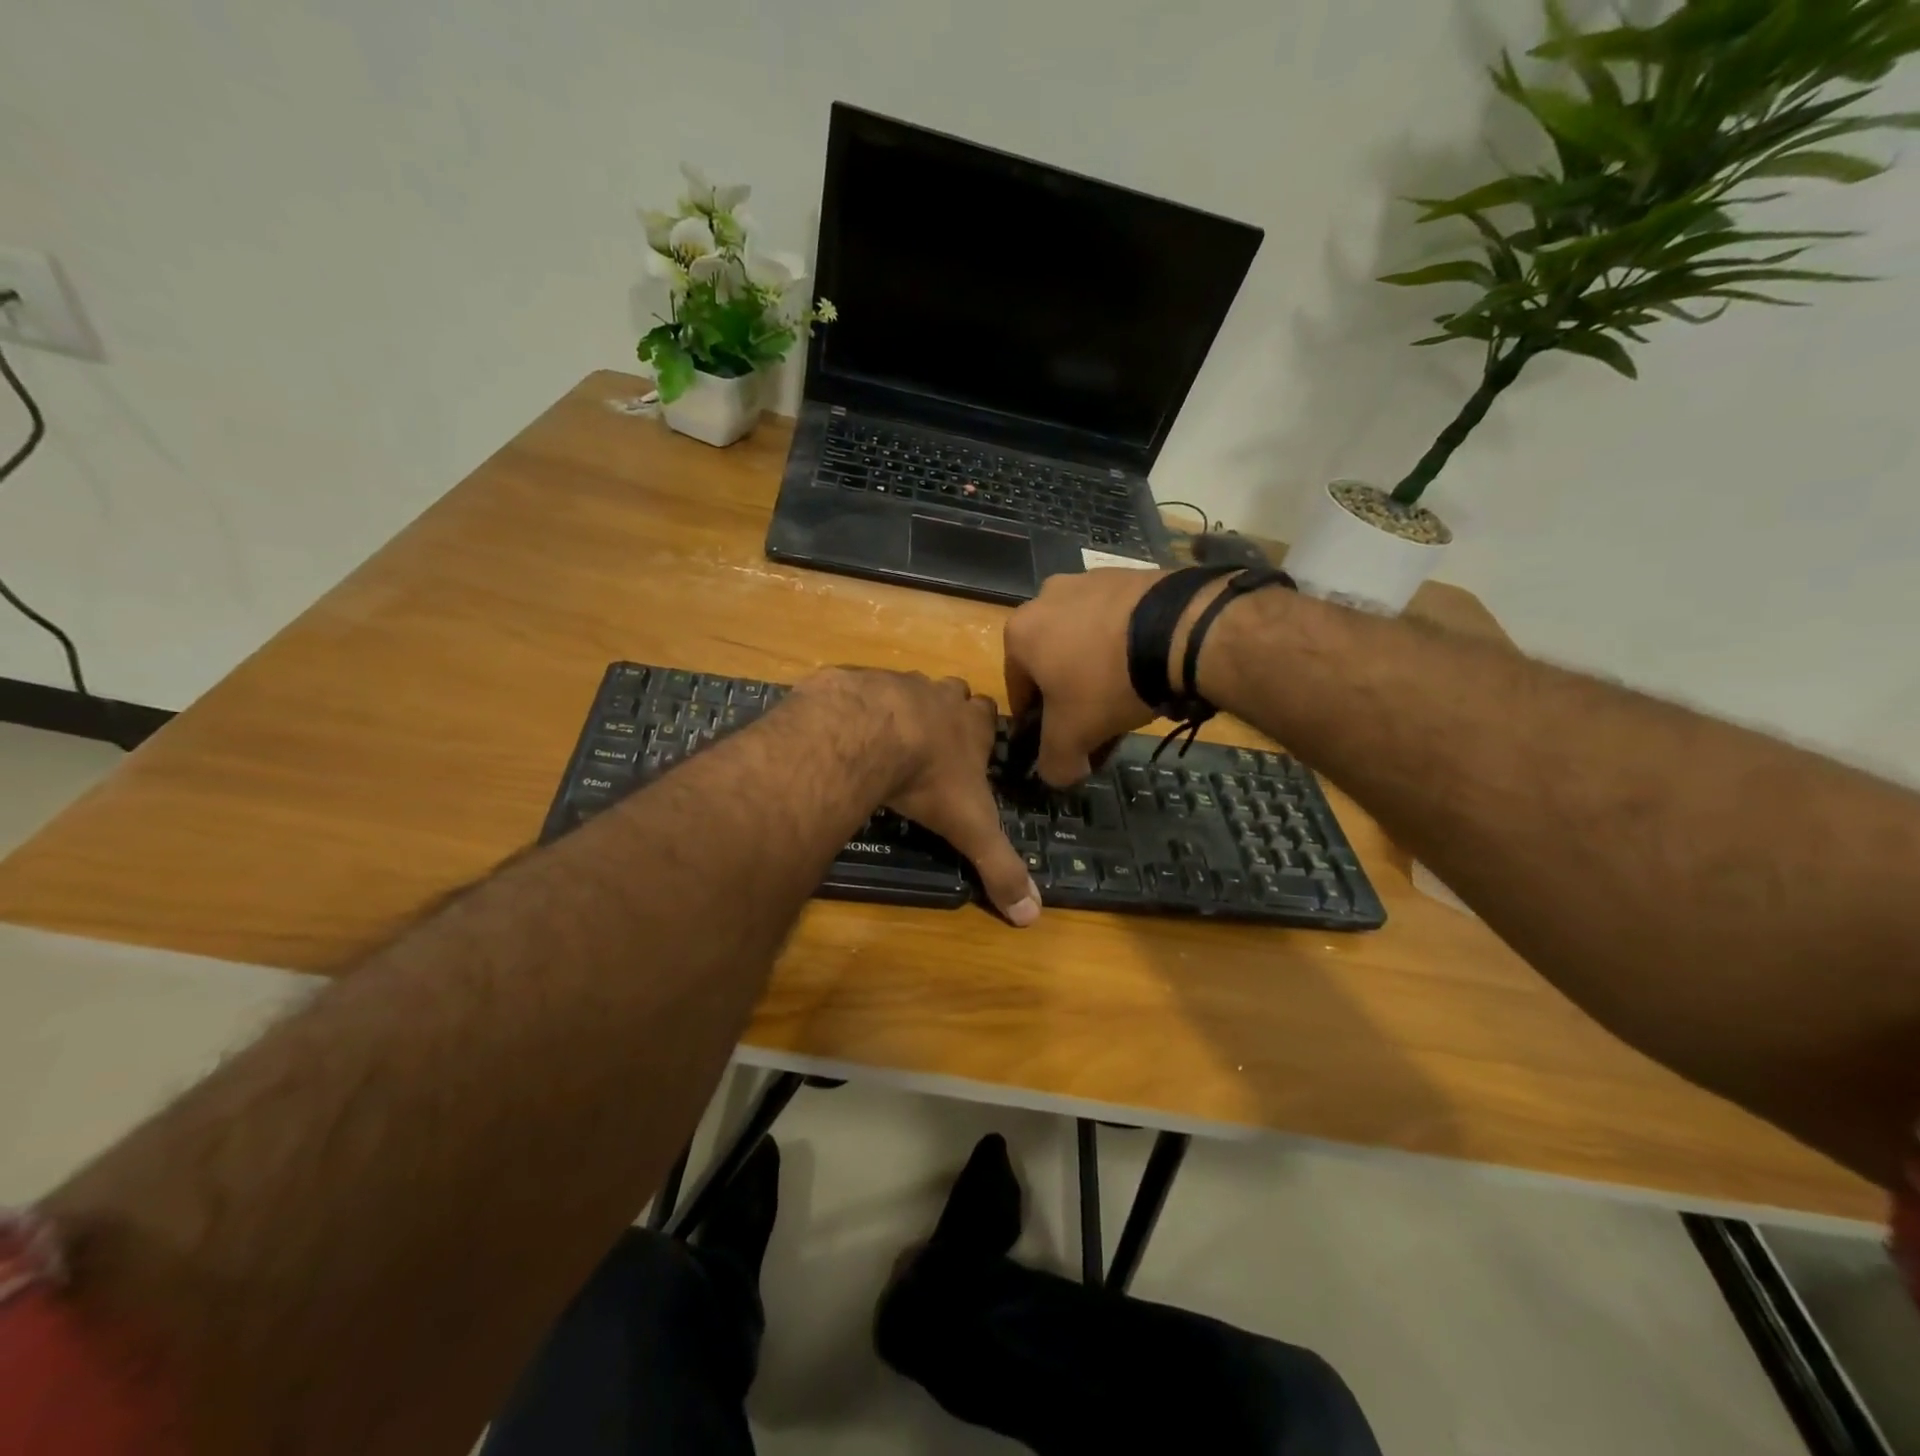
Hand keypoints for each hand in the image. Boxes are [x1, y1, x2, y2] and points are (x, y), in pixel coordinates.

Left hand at [793, 668, 1040, 926]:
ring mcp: (895, 682)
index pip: (987, 712)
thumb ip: (1000, 867)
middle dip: (944, 711)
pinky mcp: (855, 681)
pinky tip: (844, 734)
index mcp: (970, 723)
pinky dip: (856, 708)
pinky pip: (859, 689)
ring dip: (899, 708)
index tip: (971, 747)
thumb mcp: (971, 828)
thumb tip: (1033, 917)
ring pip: (905, 688)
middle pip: (950, 693)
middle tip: (929, 743)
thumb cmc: (930, 778)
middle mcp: (937, 695)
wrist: (868, 734)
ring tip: (883, 741)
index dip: (981, 727)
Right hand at [1003, 568, 1172, 786]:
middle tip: (1099, 724)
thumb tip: (1056, 775)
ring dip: (1098, 671)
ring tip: (1130, 699)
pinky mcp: (1130, 576)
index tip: (1061, 741)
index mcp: (1020, 633)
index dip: (1037, 723)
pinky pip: (1118, 621)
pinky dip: (1126, 647)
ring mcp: (1090, 581)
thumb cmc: (1107, 682)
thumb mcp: (1073, 735)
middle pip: (1053, 663)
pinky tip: (1149, 669)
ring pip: (1085, 641)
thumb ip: (1054, 762)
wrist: (1179, 629)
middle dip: (1072, 696)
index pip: (1018, 690)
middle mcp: (1046, 598)